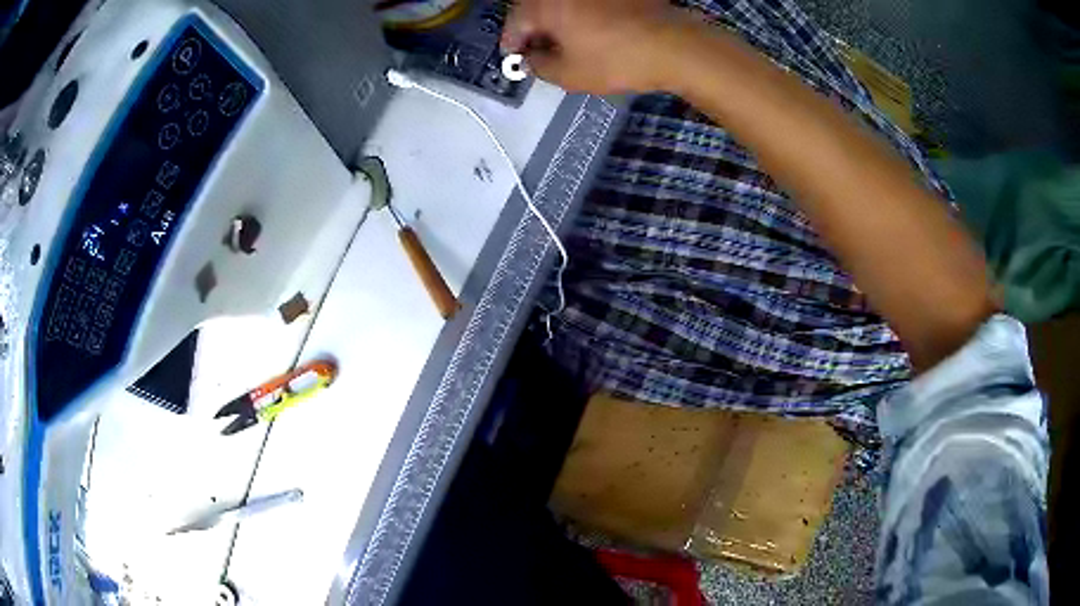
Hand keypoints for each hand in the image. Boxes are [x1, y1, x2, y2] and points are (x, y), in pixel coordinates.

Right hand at [502, 0, 695, 93]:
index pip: (515, 22)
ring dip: (555, 20)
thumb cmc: (616, 60)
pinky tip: (588, 31)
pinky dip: (579, 14)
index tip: (512, 57)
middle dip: (532, 29)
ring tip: (562, 43)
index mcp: (546, 4)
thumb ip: (539, 66)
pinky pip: (585, 3)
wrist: (674, 45)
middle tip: (536, 50)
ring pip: (562, 3)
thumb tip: (531, 58)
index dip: (511, 42)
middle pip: (536, 7)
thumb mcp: (569, 75)